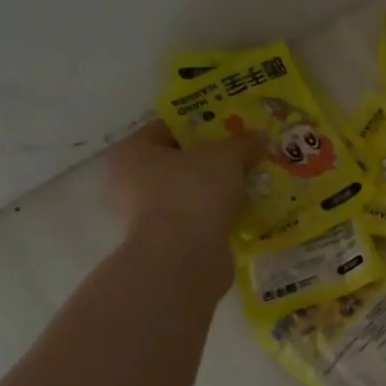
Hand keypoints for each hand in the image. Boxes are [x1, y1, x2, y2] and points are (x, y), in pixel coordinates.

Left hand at [107, 122, 259, 260]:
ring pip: (186, 194)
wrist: (182, 258)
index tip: (230, 131)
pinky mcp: (161, 244)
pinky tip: (240, 214)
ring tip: (247, 188)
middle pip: (177, 164)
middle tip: (242, 160)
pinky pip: (192, 220)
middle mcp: (127, 183)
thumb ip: (242, 143)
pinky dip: (213, 217)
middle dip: (210, 162)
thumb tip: (258, 137)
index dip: (201, 126)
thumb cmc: (194, 193)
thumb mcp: (226, 157)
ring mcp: (142, 218)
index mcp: (131, 153)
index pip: (166, 129)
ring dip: (214, 192)